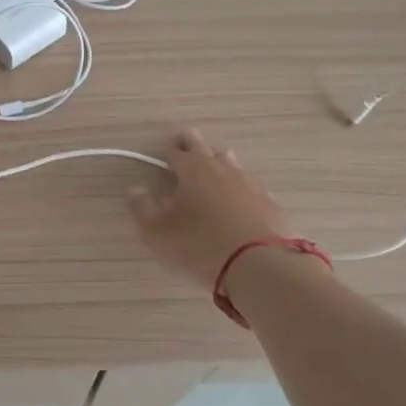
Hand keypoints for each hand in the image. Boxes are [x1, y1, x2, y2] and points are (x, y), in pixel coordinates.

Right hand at [129, 129, 291, 289]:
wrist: (259, 265)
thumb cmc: (200, 245)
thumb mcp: (159, 232)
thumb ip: (143, 209)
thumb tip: (134, 190)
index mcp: (192, 171)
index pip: (176, 152)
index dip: (168, 151)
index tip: (164, 151)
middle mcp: (221, 169)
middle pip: (204, 148)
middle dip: (192, 143)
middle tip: (186, 140)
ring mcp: (250, 184)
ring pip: (231, 163)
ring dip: (219, 161)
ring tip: (214, 165)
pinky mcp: (270, 204)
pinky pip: (251, 187)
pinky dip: (241, 188)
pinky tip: (240, 199)